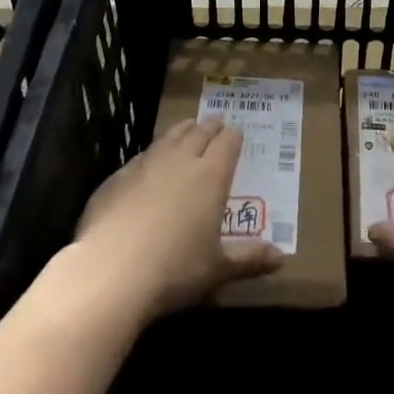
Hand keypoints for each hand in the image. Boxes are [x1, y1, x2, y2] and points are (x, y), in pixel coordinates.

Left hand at [74, 117, 281, 320]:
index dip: (233, 137)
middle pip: (199, 133)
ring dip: (181, 131)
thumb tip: (281, 258)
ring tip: (187, 127)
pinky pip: (141, 156)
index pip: (227, 144)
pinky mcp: (118, 176)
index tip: (237, 132)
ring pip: (169, 137)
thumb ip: (249, 258)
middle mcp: (181, 160)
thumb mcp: (218, 269)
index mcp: (211, 175)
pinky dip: (152, 153)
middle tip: (216, 122)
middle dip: (210, 127)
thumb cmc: (175, 269)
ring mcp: (147, 164)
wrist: (112, 270)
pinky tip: (149, 160)